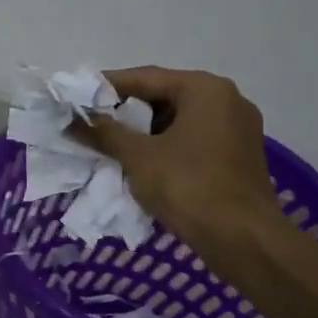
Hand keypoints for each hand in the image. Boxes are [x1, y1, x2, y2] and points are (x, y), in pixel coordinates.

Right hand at [71, 67, 282, 268]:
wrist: (245, 240)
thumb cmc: (189, 188)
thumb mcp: (139, 157)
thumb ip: (104, 133)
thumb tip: (72, 120)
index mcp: (205, 89)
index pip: (145, 77)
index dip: (107, 87)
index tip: (77, 97)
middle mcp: (227, 99)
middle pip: (165, 97)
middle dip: (126, 112)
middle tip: (92, 123)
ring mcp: (238, 129)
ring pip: (180, 121)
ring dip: (146, 133)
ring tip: (112, 146)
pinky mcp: (240, 156)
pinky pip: (195, 141)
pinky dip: (168, 147)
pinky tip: (144, 165)